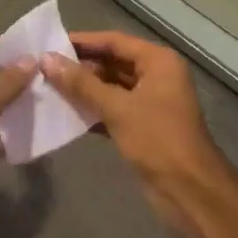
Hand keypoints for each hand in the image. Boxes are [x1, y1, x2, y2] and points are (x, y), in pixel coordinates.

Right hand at [41, 31, 230, 237]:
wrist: (191, 195)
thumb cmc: (158, 140)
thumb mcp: (118, 108)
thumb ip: (81, 84)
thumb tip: (46, 60)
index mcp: (158, 62)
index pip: (114, 41)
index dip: (83, 42)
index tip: (51, 43)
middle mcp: (157, 76)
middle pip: (113, 63)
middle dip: (81, 67)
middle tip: (45, 67)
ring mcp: (151, 103)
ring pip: (112, 87)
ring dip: (85, 89)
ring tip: (50, 88)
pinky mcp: (144, 127)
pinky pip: (114, 109)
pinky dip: (93, 110)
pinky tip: (67, 114)